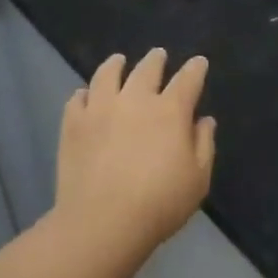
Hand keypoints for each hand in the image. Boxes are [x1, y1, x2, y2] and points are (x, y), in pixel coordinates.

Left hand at [55, 48, 214, 247]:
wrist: (102, 222)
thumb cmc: (159, 203)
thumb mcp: (198, 179)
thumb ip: (204, 145)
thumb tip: (203, 120)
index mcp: (170, 111)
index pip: (187, 80)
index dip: (195, 69)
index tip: (198, 62)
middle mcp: (135, 100)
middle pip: (147, 69)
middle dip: (156, 60)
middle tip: (159, 55)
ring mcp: (100, 109)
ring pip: (108, 74)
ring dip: (116, 65)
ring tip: (118, 61)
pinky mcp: (73, 124)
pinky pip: (77, 99)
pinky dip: (84, 93)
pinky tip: (85, 95)